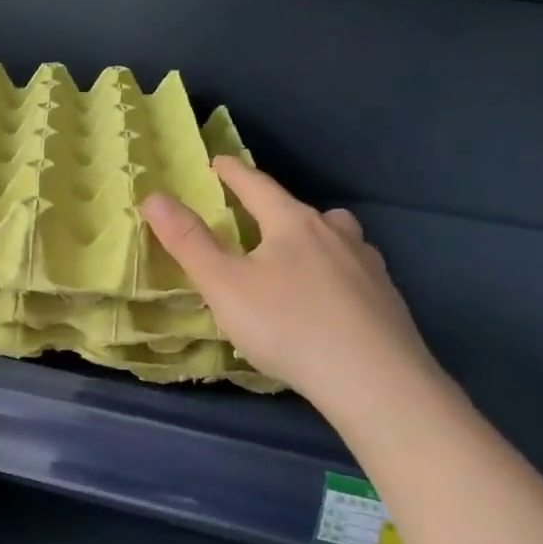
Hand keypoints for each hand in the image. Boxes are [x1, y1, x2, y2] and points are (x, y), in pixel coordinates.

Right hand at [143, 157, 452, 431]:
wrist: (377, 382)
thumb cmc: (289, 326)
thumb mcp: (224, 286)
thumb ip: (188, 241)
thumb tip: (154, 197)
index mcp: (293, 224)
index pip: (258, 186)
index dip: (234, 173)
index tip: (218, 161)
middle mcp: (334, 235)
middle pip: (302, 210)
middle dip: (276, 208)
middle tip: (258, 216)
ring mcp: (368, 267)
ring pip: (338, 237)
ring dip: (316, 236)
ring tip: (301, 254)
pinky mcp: (388, 301)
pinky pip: (357, 272)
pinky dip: (339, 273)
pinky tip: (333, 299)